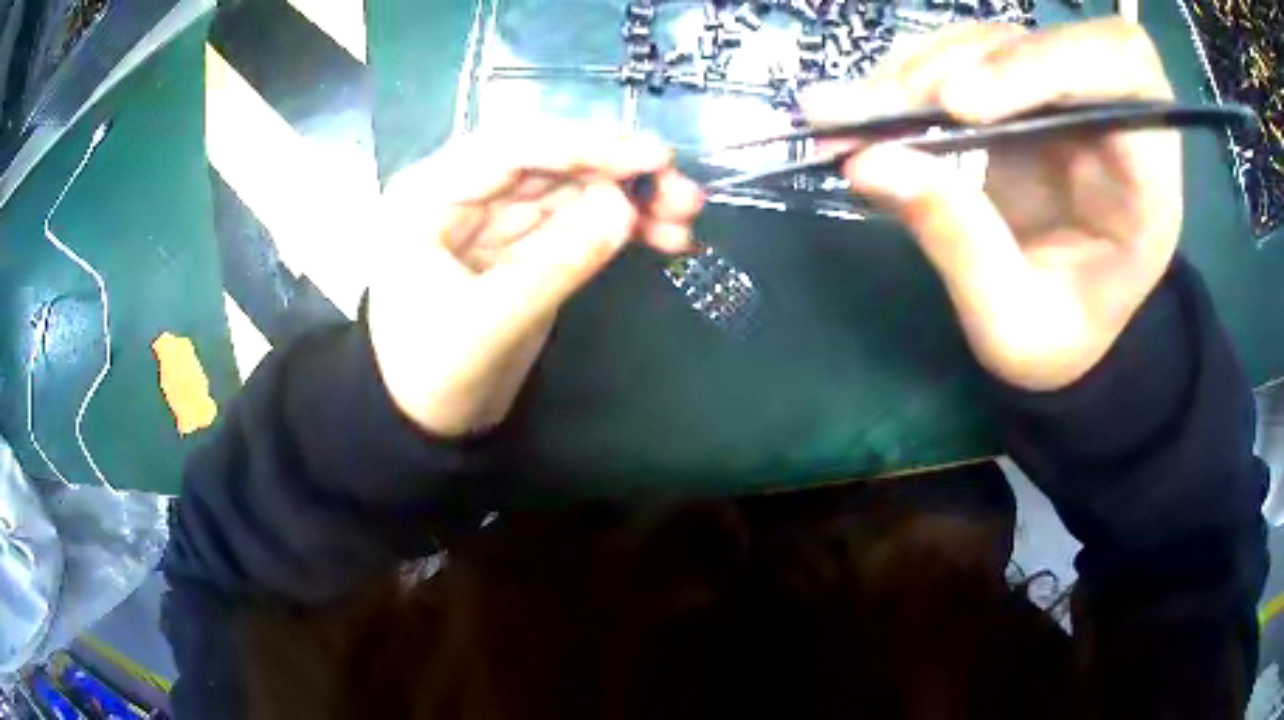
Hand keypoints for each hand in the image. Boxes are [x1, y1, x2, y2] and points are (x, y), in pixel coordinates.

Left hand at [369, 128, 703, 435]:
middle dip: (618, 171)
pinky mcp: (525, 246)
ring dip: (629, 195)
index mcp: (428, 196)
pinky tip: (663, 235)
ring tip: (684, 215)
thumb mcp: (486, 326)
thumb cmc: (429, 377)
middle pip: (549, 162)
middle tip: (682, 192)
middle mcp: (463, 192)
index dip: (584, 145)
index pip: (511, 148)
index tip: (653, 158)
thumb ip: (554, 265)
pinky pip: (576, 221)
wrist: (425, 424)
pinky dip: (620, 225)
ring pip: (571, 189)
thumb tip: (626, 208)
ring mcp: (497, 218)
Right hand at [804, 19, 1180, 390]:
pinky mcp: (1020, 95)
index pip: (1125, 73)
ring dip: (922, 68)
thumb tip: (868, 160)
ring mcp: (1064, 100)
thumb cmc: (1059, 341)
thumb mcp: (1013, 323)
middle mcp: (1111, 123)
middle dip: (975, 60)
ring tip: (853, 115)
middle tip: (895, 107)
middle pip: (1057, 37)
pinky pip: (965, 56)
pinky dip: (911, 75)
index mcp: (1145, 183)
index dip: (1047, 65)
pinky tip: (868, 108)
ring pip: (997, 40)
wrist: (1065, 337)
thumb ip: (959, 243)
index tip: (959, 106)